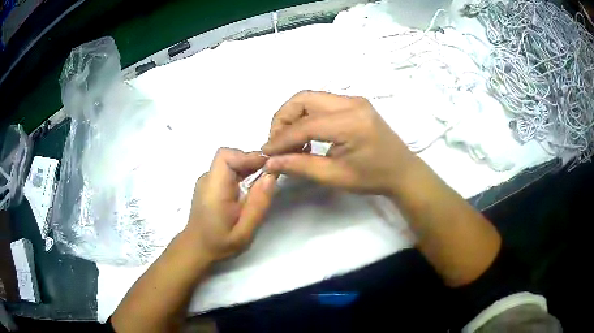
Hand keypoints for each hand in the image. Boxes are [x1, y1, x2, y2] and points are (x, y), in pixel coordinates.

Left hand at [184, 148, 276, 262]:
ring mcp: (207, 180)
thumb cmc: (220, 242)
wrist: (196, 247)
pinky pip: (227, 170)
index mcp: (214, 189)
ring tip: (262, 182)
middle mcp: (207, 179)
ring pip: (229, 161)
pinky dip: (241, 173)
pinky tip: (249, 188)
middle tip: (269, 175)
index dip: (248, 157)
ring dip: (247, 166)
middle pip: (229, 156)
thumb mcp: (244, 231)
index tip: (267, 166)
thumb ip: (258, 204)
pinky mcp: (209, 183)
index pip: (226, 156)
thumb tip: (271, 175)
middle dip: (251, 161)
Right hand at [262, 91, 416, 195]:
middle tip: (277, 143)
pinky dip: (307, 116)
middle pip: (303, 99)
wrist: (402, 171)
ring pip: (310, 98)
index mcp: (351, 123)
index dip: (281, 138)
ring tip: (290, 141)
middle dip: (283, 119)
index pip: (305, 124)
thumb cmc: (373, 178)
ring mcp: (354, 100)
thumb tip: (270, 162)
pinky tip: (307, 135)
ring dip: (294, 116)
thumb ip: (300, 166)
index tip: (266, 153)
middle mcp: (352, 103)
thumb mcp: (335, 177)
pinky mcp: (354, 102)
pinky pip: (321, 102)